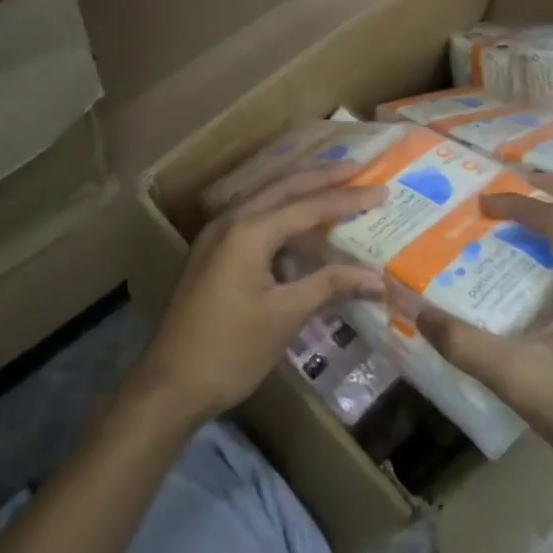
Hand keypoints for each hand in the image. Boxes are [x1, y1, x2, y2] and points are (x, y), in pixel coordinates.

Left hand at [136, 162, 386, 424]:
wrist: (170, 384)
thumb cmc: (230, 350)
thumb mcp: (284, 316)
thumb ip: (329, 286)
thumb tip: (377, 277)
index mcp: (248, 232)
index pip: (307, 206)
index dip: (347, 199)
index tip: (381, 190)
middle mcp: (230, 222)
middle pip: (282, 188)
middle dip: (321, 177)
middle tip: (358, 168)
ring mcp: (216, 237)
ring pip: (265, 200)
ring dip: (299, 190)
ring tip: (333, 184)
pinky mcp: (212, 255)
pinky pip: (253, 219)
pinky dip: (281, 213)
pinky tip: (298, 223)